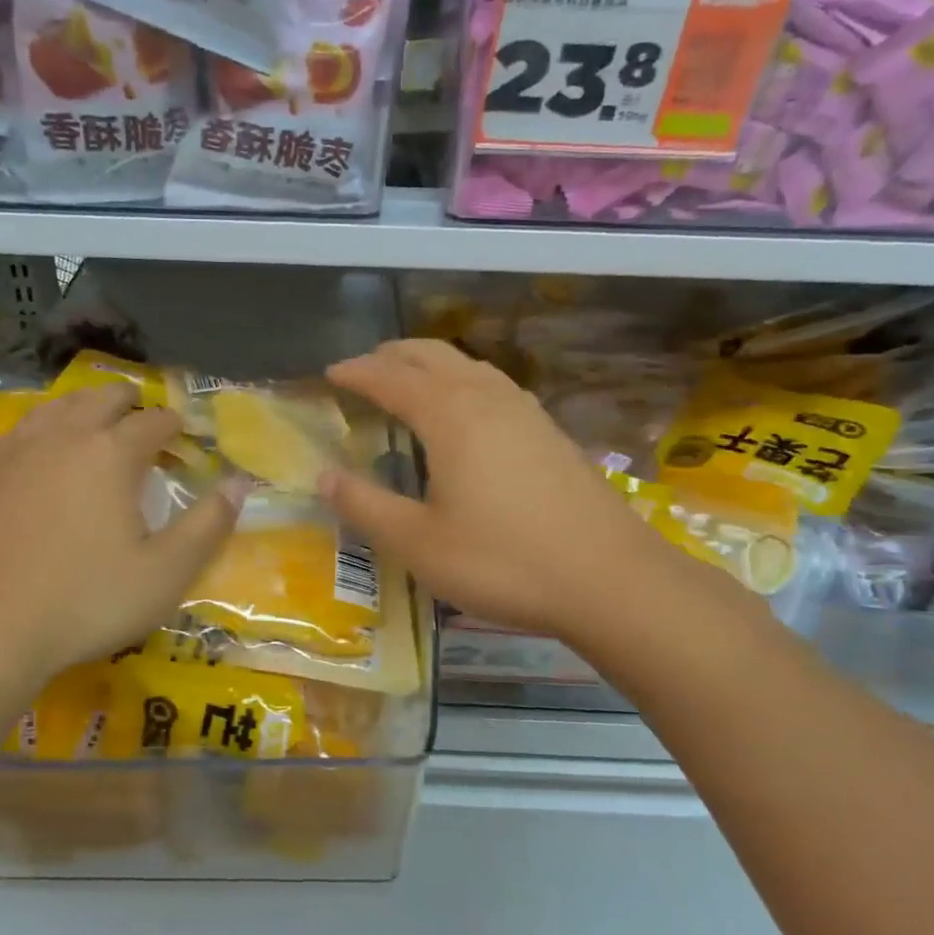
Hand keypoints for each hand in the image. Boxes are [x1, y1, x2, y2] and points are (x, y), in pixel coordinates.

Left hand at [0, 383, 240, 727]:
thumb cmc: (84, 602)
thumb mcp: (165, 573)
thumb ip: (209, 524)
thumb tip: (240, 483)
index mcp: (111, 453)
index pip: (153, 420)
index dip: (174, 425)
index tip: (183, 437)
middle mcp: (62, 436)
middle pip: (102, 398)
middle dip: (130, 404)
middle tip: (144, 425)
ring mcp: (14, 450)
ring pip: (56, 406)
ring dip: (84, 409)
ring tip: (96, 427)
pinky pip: (20, 431)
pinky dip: (44, 431)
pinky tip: (42, 456)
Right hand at [321, 339, 669, 641]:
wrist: (611, 579)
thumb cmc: (503, 562)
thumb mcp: (418, 543)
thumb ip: (365, 506)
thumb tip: (322, 476)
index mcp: (450, 415)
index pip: (390, 378)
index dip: (356, 372)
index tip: (330, 373)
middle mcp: (487, 398)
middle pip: (431, 354)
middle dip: (392, 355)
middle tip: (363, 368)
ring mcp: (526, 411)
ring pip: (468, 364)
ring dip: (430, 363)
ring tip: (408, 380)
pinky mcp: (550, 431)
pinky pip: (493, 384)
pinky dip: (462, 381)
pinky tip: (467, 411)